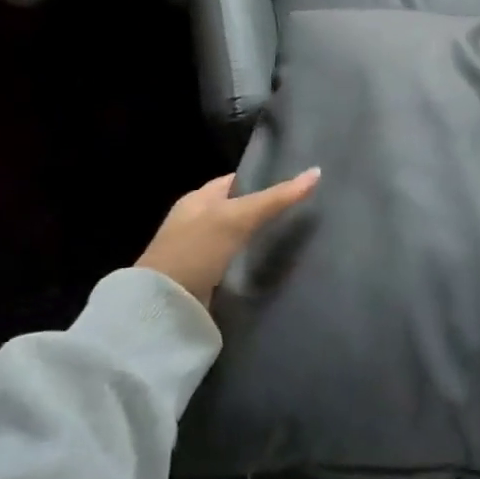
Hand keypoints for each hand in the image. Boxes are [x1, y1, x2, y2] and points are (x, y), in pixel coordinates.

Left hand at [137, 168, 320, 305]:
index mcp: (197, 199)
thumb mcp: (238, 217)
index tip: (294, 184)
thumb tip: (317, 172)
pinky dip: (248, 261)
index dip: (263, 179)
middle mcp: (195, 221)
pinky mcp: (202, 279)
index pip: (236, 181)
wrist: (162, 306)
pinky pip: (232, 261)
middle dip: (263, 210)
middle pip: (237, 209)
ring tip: (292, 237)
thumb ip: (276, 198)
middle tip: (301, 211)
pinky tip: (267, 264)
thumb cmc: (196, 249)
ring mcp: (197, 252)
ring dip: (256, 238)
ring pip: (236, 237)